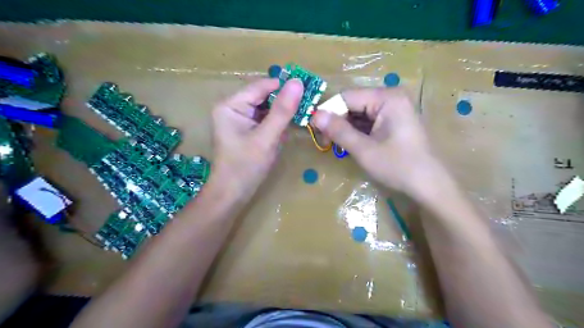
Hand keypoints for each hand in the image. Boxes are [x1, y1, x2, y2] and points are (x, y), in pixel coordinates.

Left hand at [210, 80, 302, 202]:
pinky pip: (264, 119)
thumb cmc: (246, 167)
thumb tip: (297, 82)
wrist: (232, 194)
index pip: (261, 86)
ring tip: (301, 115)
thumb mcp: (267, 138)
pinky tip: (287, 127)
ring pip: (265, 107)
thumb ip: (282, 110)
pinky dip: (276, 122)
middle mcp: (232, 107)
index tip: (308, 89)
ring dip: (282, 112)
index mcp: (231, 105)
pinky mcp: (245, 129)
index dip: (284, 86)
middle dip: (284, 101)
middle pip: (263, 96)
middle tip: (308, 104)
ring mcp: (238, 119)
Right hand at [313, 87, 445, 197]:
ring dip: (345, 128)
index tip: (316, 131)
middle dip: (337, 122)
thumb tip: (315, 116)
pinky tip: (350, 144)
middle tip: (326, 143)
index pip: (346, 97)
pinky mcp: (394, 120)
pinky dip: (356, 132)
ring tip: (335, 146)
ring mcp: (394, 108)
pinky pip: (368, 121)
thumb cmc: (399, 167)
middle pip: (353, 103)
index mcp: (387, 97)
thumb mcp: (364, 150)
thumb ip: (339, 131)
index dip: (328, 112)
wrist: (429, 185)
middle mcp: (390, 97)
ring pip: (358, 113)